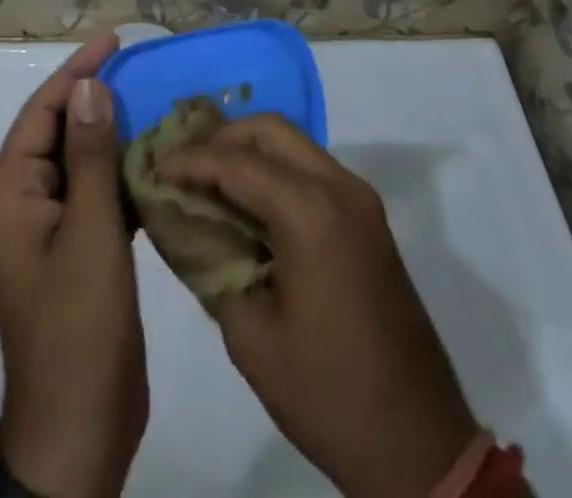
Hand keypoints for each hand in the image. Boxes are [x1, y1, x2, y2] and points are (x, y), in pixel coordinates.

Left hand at [0, 32, 145, 497]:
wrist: (79, 430)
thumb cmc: (77, 327)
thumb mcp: (89, 234)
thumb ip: (91, 157)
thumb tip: (90, 85)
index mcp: (12, 193)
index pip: (42, 112)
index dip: (76, 72)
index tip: (115, 41)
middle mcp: (26, 202)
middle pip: (61, 131)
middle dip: (97, 97)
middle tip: (142, 67)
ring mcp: (52, 228)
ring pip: (83, 161)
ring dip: (114, 133)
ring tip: (155, 103)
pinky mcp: (79, 249)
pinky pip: (98, 193)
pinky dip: (124, 172)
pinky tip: (158, 159)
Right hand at [161, 116, 480, 497]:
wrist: (417, 441)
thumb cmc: (327, 392)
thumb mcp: (251, 336)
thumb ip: (212, 265)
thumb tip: (186, 225)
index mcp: (312, 212)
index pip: (238, 162)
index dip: (191, 160)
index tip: (154, 166)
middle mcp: (341, 187)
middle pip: (270, 130)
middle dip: (222, 138)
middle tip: (182, 163)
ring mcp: (360, 199)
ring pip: (293, 144)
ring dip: (249, 151)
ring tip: (207, 178)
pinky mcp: (367, 218)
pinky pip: (311, 170)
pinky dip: (274, 170)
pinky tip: (246, 201)